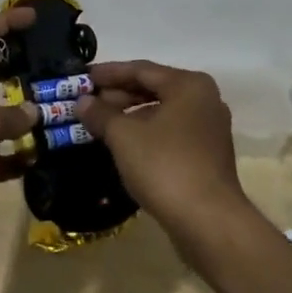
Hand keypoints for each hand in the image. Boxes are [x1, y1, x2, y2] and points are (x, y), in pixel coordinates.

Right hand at [74, 61, 249, 239]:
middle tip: (88, 102)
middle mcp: (204, 100)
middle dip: (119, 95)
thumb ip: (101, 114)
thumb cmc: (165, 166)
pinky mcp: (208, 156)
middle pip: (154, 89)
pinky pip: (170, 133)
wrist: (209, 223)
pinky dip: (146, 133)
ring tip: (100, 124)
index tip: (83, 78)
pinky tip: (124, 145)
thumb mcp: (124, 136)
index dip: (109, 73)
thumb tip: (83, 102)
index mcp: (188, 85)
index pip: (141, 70)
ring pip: (162, 112)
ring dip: (130, 116)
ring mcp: (209, 129)